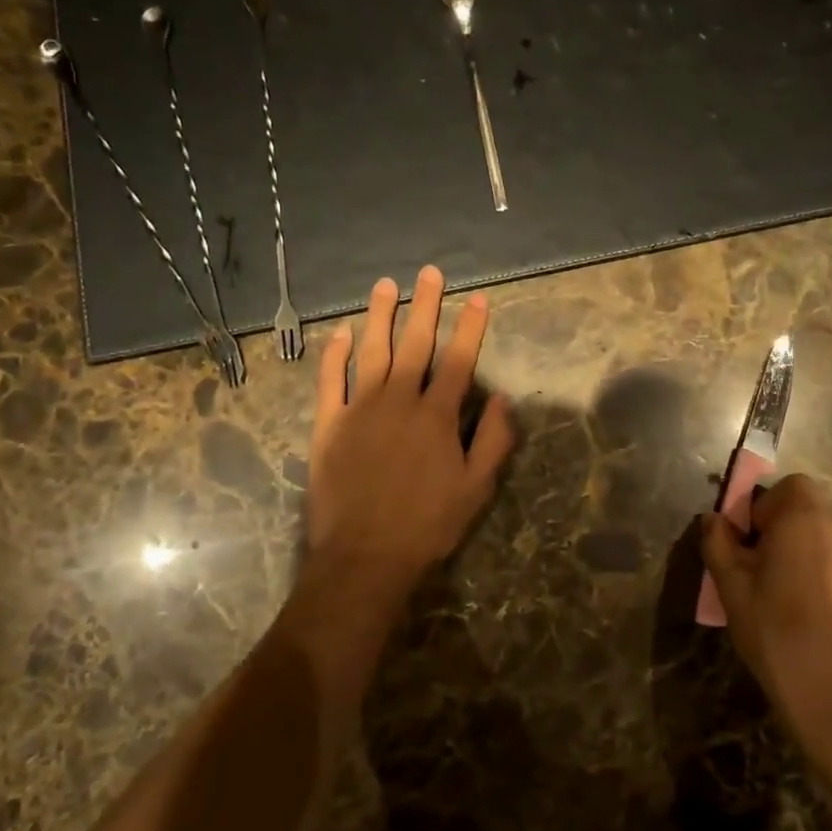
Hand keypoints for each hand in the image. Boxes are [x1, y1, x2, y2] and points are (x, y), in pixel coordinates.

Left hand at [307, 267, 514, 597]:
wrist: (364, 557)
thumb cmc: (427, 525)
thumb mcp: (476, 489)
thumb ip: (493, 440)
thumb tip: (503, 398)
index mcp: (437, 415)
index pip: (459, 359)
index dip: (470, 326)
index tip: (477, 297)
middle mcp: (399, 400)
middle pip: (415, 343)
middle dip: (425, 305)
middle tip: (429, 273)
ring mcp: (360, 409)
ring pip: (371, 350)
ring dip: (379, 315)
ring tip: (384, 285)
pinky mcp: (328, 424)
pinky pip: (330, 380)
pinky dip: (335, 353)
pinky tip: (341, 332)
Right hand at [699, 476, 831, 774]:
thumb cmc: (777, 631)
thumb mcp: (731, 585)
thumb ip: (718, 542)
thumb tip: (714, 520)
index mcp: (807, 519)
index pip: (788, 486)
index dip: (762, 506)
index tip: (746, 542)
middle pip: (806, 511)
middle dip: (777, 530)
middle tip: (754, 569)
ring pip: (821, 540)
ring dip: (798, 552)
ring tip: (776, 595)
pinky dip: (817, 575)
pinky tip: (803, 614)